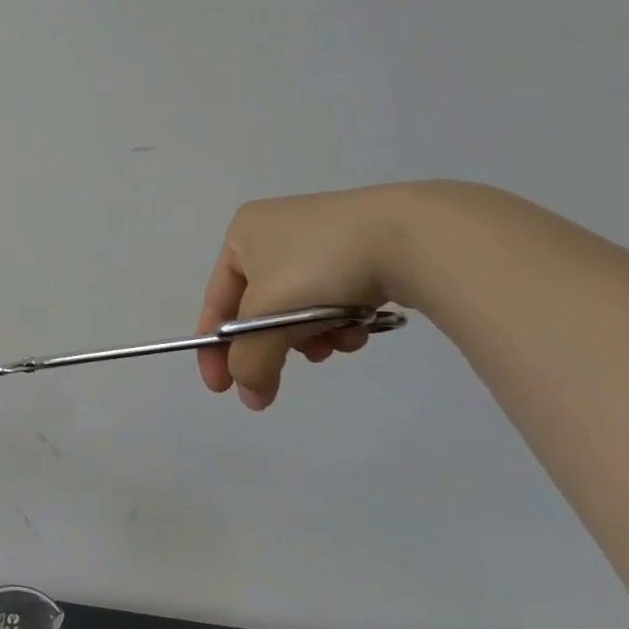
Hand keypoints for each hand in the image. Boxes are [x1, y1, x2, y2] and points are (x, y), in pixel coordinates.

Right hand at [196, 183, 427, 408]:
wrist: (413, 236)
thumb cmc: (319, 268)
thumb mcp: (268, 319)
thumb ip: (249, 362)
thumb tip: (251, 397)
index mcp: (242, 234)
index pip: (217, 302)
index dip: (214, 349)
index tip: (220, 389)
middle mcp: (275, 230)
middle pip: (261, 307)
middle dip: (274, 343)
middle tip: (283, 374)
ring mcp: (322, 236)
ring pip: (299, 306)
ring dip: (310, 335)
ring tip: (334, 345)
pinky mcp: (362, 248)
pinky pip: (333, 296)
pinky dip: (338, 320)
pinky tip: (358, 328)